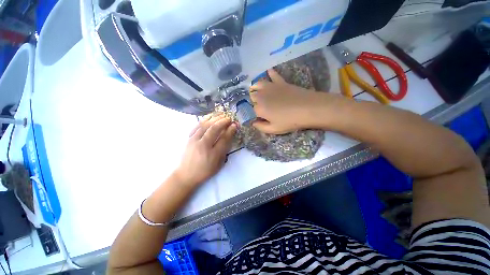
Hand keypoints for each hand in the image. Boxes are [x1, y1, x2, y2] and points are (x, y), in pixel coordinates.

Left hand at [174, 116, 236, 186]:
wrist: (186, 175)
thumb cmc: (205, 170)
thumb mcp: (219, 163)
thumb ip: (224, 150)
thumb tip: (229, 136)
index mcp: (213, 154)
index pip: (224, 139)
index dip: (230, 130)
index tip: (235, 124)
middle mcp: (203, 145)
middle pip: (214, 129)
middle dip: (223, 121)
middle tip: (229, 118)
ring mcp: (194, 140)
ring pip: (205, 125)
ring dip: (214, 118)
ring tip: (221, 114)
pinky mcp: (189, 138)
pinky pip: (197, 126)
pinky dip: (204, 120)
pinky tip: (209, 117)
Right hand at [249, 69, 318, 133]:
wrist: (308, 108)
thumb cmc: (290, 121)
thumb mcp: (274, 129)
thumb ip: (261, 127)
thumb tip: (253, 123)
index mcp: (259, 108)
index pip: (250, 110)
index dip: (252, 113)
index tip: (255, 116)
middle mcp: (261, 96)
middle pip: (252, 96)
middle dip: (252, 100)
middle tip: (256, 105)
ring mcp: (271, 87)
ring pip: (257, 84)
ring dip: (255, 87)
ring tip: (256, 90)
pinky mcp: (280, 82)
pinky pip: (273, 75)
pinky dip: (270, 73)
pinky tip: (268, 71)